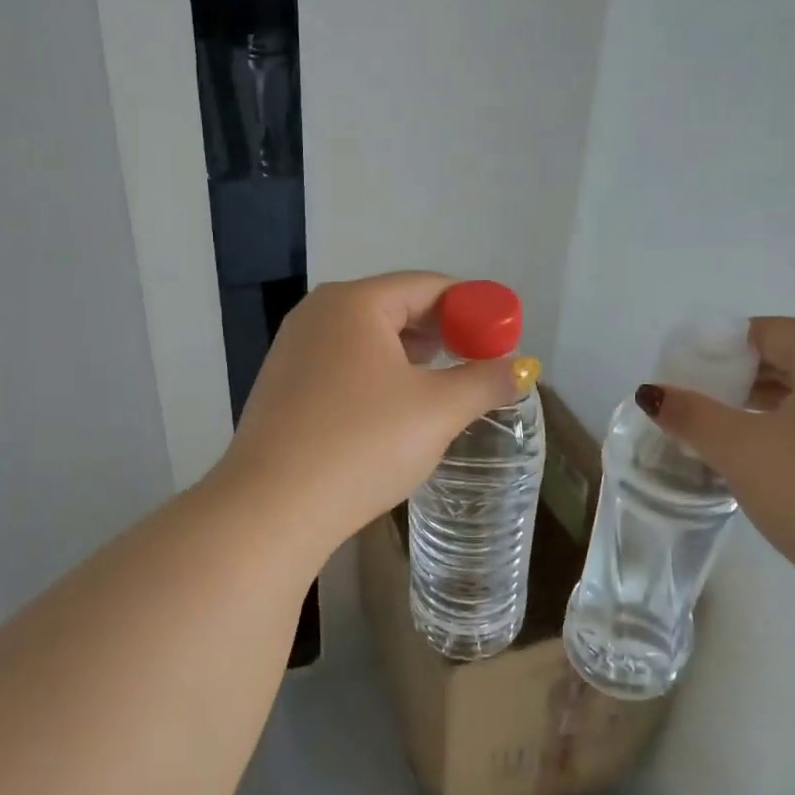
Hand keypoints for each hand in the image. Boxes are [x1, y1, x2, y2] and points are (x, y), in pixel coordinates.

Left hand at [216, 272, 523, 549]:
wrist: (271, 509)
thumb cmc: (362, 444)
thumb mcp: (437, 411)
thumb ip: (484, 382)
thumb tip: (522, 369)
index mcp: (354, 303)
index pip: (427, 286)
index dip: (473, 307)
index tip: (503, 335)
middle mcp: (318, 314)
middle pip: (395, 307)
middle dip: (442, 331)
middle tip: (478, 360)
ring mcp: (293, 350)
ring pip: (368, 338)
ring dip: (411, 355)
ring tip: (443, 381)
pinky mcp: (283, 386)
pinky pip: (343, 365)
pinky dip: (378, 374)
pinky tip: (394, 407)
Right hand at [640, 317, 794, 618]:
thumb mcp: (742, 451)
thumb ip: (692, 416)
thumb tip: (651, 393)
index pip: (774, 332)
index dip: (724, 344)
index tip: (687, 368)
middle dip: (741, 379)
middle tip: (696, 401)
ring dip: (764, 409)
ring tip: (720, 433)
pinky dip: (792, 435)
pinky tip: (765, 464)